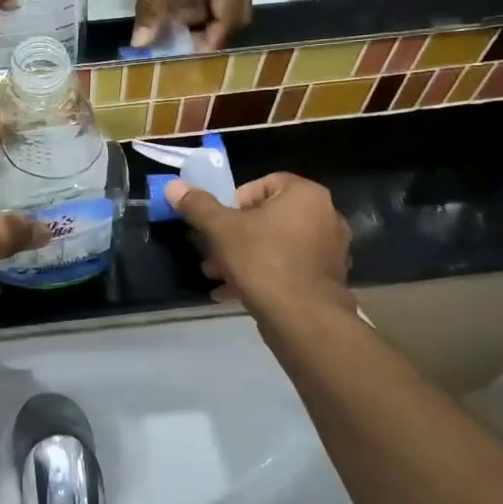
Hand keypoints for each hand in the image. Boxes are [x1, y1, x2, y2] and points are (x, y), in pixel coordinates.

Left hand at [132, 0, 251, 51]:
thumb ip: (151, 6)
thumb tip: (142, 43)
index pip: (229, 18)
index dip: (209, 39)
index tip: (184, 54)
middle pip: (231, 13)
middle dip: (205, 29)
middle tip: (176, 40)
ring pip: (219, 2)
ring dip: (196, 14)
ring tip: (165, 20)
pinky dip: (192, 0)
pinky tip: (168, 3)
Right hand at [164, 173, 349, 306]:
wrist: (303, 319)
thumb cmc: (263, 261)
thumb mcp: (221, 229)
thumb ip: (198, 206)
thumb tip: (173, 186)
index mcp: (305, 195)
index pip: (263, 184)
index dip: (234, 201)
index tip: (218, 222)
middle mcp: (325, 216)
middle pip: (267, 217)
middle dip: (233, 234)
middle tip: (210, 252)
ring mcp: (329, 250)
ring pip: (275, 244)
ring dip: (242, 256)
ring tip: (216, 274)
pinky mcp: (325, 280)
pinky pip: (287, 267)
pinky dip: (262, 275)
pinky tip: (232, 292)